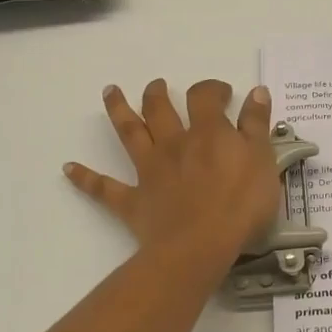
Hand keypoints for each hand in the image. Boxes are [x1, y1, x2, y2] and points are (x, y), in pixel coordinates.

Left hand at [64, 79, 279, 269]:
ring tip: (110, 92)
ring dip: (118, 111)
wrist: (200, 245)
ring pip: (130, 134)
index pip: (205, 98)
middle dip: (157, 93)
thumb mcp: (263, 160)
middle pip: (159, 109)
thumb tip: (256, 92)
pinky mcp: (134, 201)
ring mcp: (150, 171)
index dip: (212, 90)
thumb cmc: (240, 204)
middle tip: (156, 86)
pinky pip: (104, 188)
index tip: (223, 93)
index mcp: (208, 133)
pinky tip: (68, 168)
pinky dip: (85, 178)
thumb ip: (257, 125)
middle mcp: (174, 144)